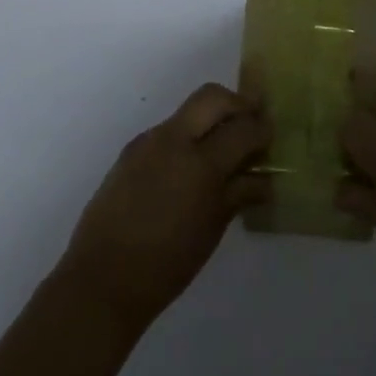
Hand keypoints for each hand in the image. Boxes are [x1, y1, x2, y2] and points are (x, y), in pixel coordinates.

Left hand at [60, 84, 269, 332]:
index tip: (272, 136)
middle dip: (237, 105)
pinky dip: (188, 139)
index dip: (263, 129)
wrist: (103, 278)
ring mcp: (147, 142)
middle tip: (252, 126)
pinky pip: (167, 133)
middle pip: (212, 97)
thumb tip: (263, 177)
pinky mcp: (130, 152)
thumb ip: (239, 192)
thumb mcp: (213, 227)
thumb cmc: (168, 263)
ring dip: (211, 121)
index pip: (242, 127)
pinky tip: (191, 171)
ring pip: (187, 112)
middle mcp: (172, 140)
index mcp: (199, 163)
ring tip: (224, 152)